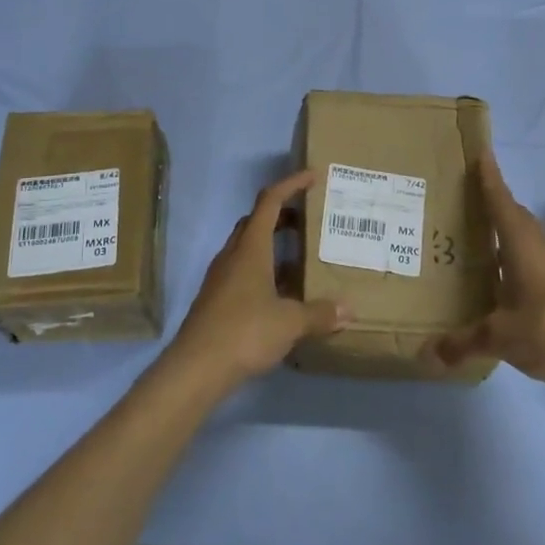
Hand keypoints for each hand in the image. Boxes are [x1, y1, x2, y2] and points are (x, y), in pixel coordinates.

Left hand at [165, 170, 350, 393]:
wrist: (196, 368)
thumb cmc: (244, 332)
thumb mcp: (289, 322)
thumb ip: (319, 313)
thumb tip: (349, 310)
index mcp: (250, 248)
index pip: (270, 202)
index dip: (291, 184)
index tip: (312, 176)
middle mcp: (233, 255)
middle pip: (256, 222)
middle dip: (283, 215)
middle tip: (310, 220)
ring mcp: (221, 278)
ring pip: (249, 248)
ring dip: (273, 245)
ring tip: (302, 258)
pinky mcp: (216, 300)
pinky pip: (243, 272)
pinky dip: (264, 272)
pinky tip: (282, 295)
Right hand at [430, 151, 544, 396]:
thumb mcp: (500, 338)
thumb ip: (462, 343)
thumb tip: (426, 354)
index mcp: (523, 245)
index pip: (501, 201)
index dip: (489, 177)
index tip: (480, 153)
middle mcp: (541, 246)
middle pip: (514, 214)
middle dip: (493, 202)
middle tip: (465, 197)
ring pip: (527, 235)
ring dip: (506, 229)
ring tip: (478, 236)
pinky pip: (535, 255)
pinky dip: (516, 255)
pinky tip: (503, 277)